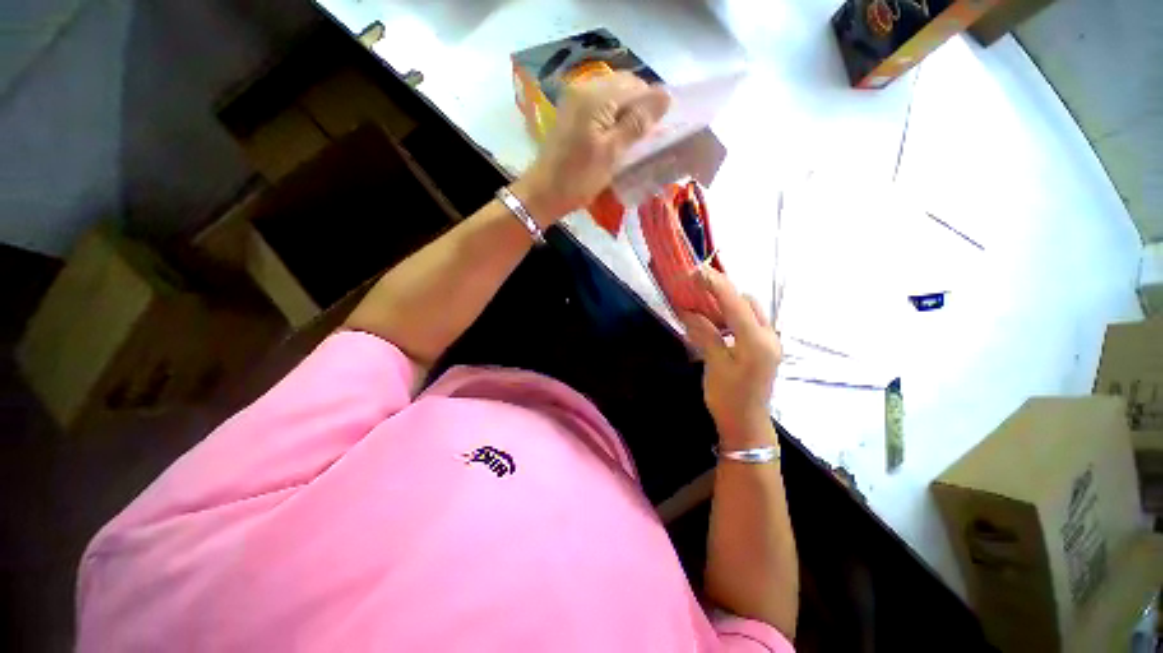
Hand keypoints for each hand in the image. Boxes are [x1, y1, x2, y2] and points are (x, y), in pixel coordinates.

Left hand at [515, 71, 669, 225]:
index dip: (652, 105)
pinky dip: (612, 117)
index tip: (657, 132)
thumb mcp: (611, 154)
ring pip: (613, 95)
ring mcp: (575, 99)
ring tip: (631, 141)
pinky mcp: (571, 112)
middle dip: (640, 107)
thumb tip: (665, 96)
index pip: (636, 85)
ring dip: (627, 113)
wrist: (543, 193)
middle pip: (624, 85)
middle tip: (645, 139)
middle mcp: (584, 87)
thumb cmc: (578, 178)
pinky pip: (600, 105)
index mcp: (596, 96)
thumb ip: (637, 123)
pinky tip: (615, 137)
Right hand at [679, 268, 782, 446]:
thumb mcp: (714, 364)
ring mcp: (770, 342)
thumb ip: (705, 333)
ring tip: (703, 306)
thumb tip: (688, 310)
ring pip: (750, 311)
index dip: (716, 284)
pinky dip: (732, 317)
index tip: (697, 271)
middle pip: (747, 302)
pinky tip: (716, 324)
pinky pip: (749, 323)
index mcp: (757, 341)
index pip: (735, 303)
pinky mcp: (765, 348)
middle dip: (723, 292)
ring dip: (727, 305)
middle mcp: (769, 336)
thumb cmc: (728, 397)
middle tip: (697, 291)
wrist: (746, 425)